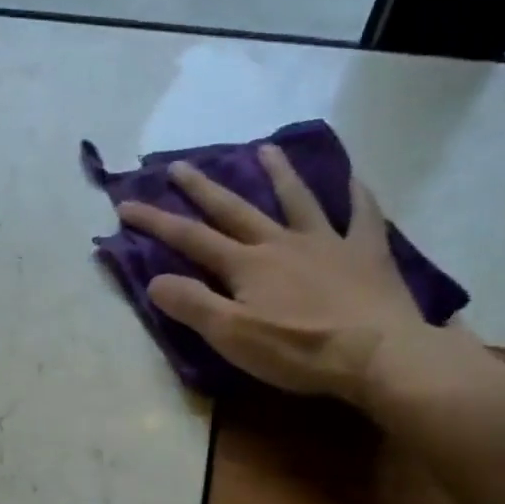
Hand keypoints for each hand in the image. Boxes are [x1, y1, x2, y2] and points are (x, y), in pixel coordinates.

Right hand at [119, 144, 445, 404]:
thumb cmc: (299, 350)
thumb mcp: (232, 336)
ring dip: (278, 174)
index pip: (190, 238)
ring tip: (264, 149)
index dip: (155, 221)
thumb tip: (155, 280)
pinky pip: (362, 216)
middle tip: (180, 165)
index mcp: (246, 265)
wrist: (378, 354)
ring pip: (297, 200)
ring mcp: (327, 243)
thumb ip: (192, 305)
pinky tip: (354, 179)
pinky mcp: (366, 254)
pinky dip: (357, 195)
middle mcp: (281, 243)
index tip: (125, 204)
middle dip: (203, 188)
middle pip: (235, 210)